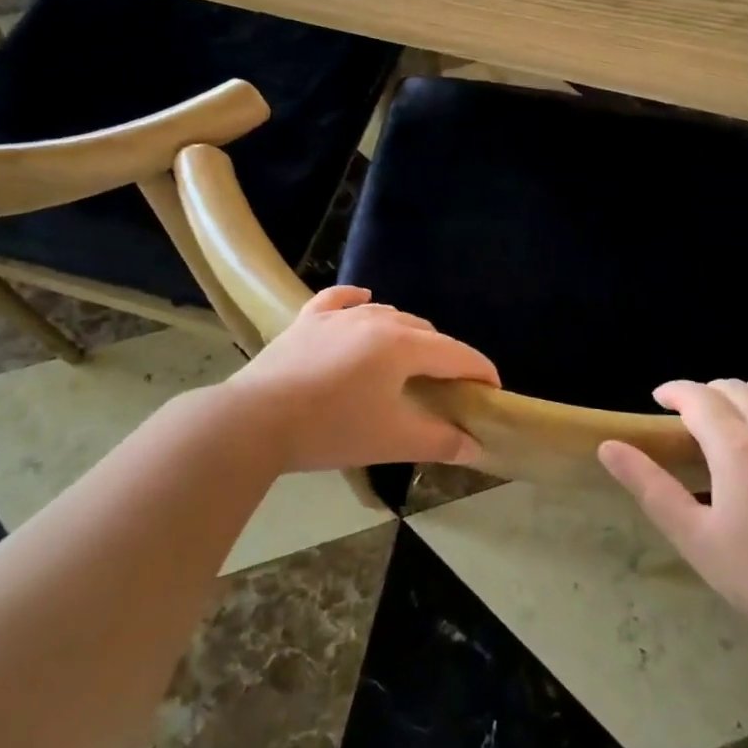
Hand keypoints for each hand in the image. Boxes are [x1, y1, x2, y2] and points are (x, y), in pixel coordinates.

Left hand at [223, 286, 497, 471]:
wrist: (255, 420)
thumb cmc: (331, 429)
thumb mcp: (392, 440)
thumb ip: (439, 441)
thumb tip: (475, 447)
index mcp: (403, 345)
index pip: (456, 354)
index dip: (480, 370)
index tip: (493, 388)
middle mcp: (377, 319)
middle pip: (425, 332)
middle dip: (444, 356)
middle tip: (448, 387)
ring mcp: (339, 315)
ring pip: (387, 315)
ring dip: (407, 334)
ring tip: (410, 359)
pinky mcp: (308, 320)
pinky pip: (340, 300)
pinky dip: (357, 301)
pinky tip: (364, 301)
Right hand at [598, 376, 747, 645]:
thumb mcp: (691, 534)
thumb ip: (648, 485)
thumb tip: (608, 446)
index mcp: (734, 446)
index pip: (697, 397)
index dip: (674, 392)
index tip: (659, 401)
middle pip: (735, 389)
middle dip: (708, 394)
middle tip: (694, 417)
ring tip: (736, 410)